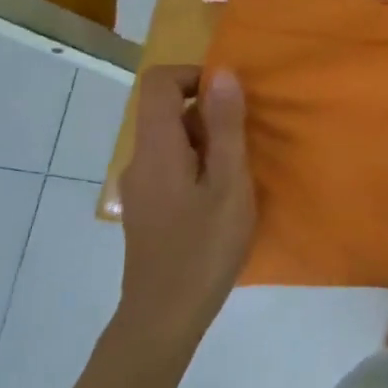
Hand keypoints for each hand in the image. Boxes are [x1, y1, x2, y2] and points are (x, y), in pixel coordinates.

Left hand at [118, 66, 254, 336]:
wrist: (165, 315)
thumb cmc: (203, 247)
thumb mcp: (229, 183)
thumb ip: (226, 126)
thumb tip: (222, 72)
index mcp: (156, 147)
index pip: (159, 82)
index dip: (195, 76)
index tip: (233, 98)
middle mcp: (139, 160)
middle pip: (167, 112)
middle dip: (210, 115)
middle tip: (248, 145)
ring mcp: (140, 187)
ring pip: (172, 142)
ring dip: (208, 144)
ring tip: (241, 175)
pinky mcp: (147, 209)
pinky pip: (171, 167)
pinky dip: (199, 167)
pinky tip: (222, 200)